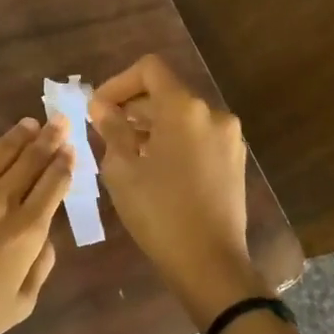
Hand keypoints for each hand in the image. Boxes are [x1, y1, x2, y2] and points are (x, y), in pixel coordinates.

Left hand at [0, 117, 74, 333]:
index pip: (52, 186)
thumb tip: (46, 235)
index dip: (64, 164)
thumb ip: (40, 266)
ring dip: (16, 136)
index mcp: (25, 231)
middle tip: (59, 121)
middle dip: (48, 139)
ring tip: (28, 123)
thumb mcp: (20, 305)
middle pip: (29, 161)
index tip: (71, 147)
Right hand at [89, 55, 253, 324]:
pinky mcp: (234, 159)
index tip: (98, 108)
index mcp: (184, 109)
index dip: (118, 82)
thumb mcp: (123, 170)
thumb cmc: (159, 213)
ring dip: (152, 124)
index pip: (150, 69)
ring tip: (126, 152)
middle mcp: (212, 113)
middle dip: (132, 106)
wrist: (210, 264)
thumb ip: (112, 129)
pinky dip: (173, 139)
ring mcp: (228, 137)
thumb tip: (102, 107)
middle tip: (104, 131)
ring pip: (182, 115)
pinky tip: (154, 168)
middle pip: (166, 91)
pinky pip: (197, 135)